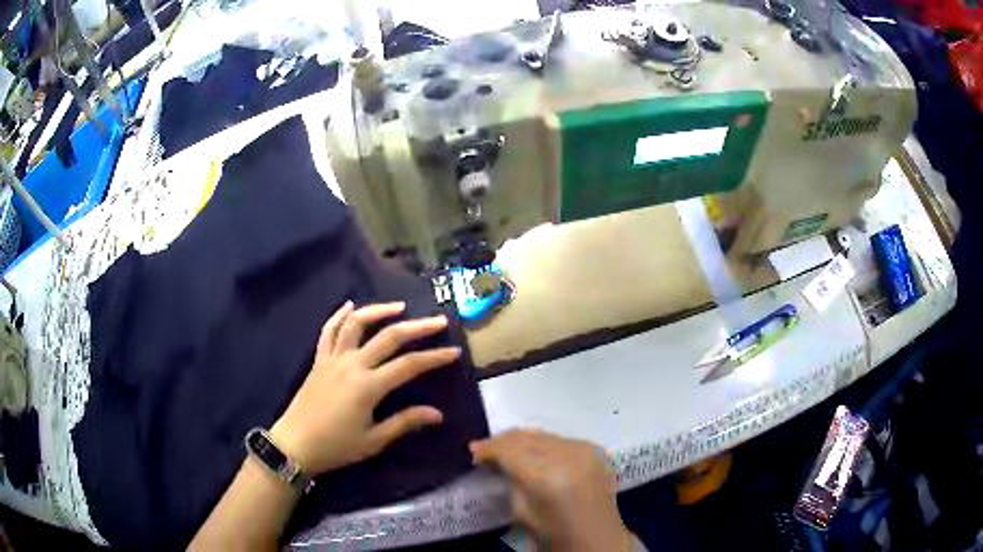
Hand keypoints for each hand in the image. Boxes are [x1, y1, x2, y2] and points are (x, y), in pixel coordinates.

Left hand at [270, 301, 460, 476]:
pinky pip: (329, 331)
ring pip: (357, 324)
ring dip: (379, 311)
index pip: (409, 365)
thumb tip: (437, 414)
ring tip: (400, 307)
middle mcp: (352, 364)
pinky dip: (339, 315)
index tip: (454, 351)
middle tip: (438, 321)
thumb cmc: (336, 446)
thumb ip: (405, 422)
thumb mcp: (374, 440)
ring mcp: (333, 358)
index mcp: (368, 386)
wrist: (295, 444)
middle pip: (389, 337)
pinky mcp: (319, 360)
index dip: (434, 357)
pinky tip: (350, 306)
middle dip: (417, 327)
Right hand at [470, 430, 632, 551]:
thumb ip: (510, 481)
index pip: (509, 450)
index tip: (474, 452)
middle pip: (526, 437)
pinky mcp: (595, 449)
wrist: (598, 539)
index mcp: (546, 477)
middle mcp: (567, 456)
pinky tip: (535, 454)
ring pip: (543, 434)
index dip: (488, 448)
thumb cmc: (555, 534)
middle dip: (503, 441)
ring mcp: (585, 450)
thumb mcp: (521, 512)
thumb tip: (496, 461)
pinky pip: (561, 439)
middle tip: (486, 450)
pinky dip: (544, 444)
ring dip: (523, 441)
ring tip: (507, 450)